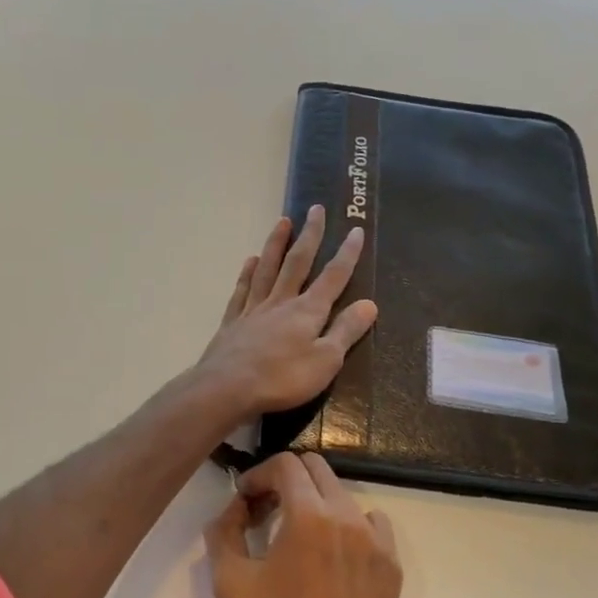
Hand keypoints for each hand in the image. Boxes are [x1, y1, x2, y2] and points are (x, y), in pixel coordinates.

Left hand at [196, 206, 377, 415]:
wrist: (227, 389)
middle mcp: (281, 302)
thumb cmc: (283, 379)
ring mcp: (254, 310)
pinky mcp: (233, 322)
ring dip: (276, 244)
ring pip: (267, 268)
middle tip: (315, 208)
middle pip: (297, 262)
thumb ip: (346, 331)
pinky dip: (247, 273)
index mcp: (307, 311)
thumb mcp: (326, 360)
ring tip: (282, 221)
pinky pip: (242, 290)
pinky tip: (249, 261)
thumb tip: (370, 304)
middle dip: (310, 235)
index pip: (333, 277)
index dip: (347, 254)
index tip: (355, 229)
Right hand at [205, 452, 401, 597]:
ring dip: (316, 502)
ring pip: (343, 495)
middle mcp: (348, 516)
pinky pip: (371, 524)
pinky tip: (333, 553)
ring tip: (297, 535)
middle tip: (267, 510)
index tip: (246, 498)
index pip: (286, 464)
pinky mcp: (391, 564)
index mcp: (309, 515)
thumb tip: (235, 507)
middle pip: (317, 469)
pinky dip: (348, 525)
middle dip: (287, 481)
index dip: (260, 474)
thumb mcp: (231, 581)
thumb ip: (225, 531)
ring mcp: (376, 540)